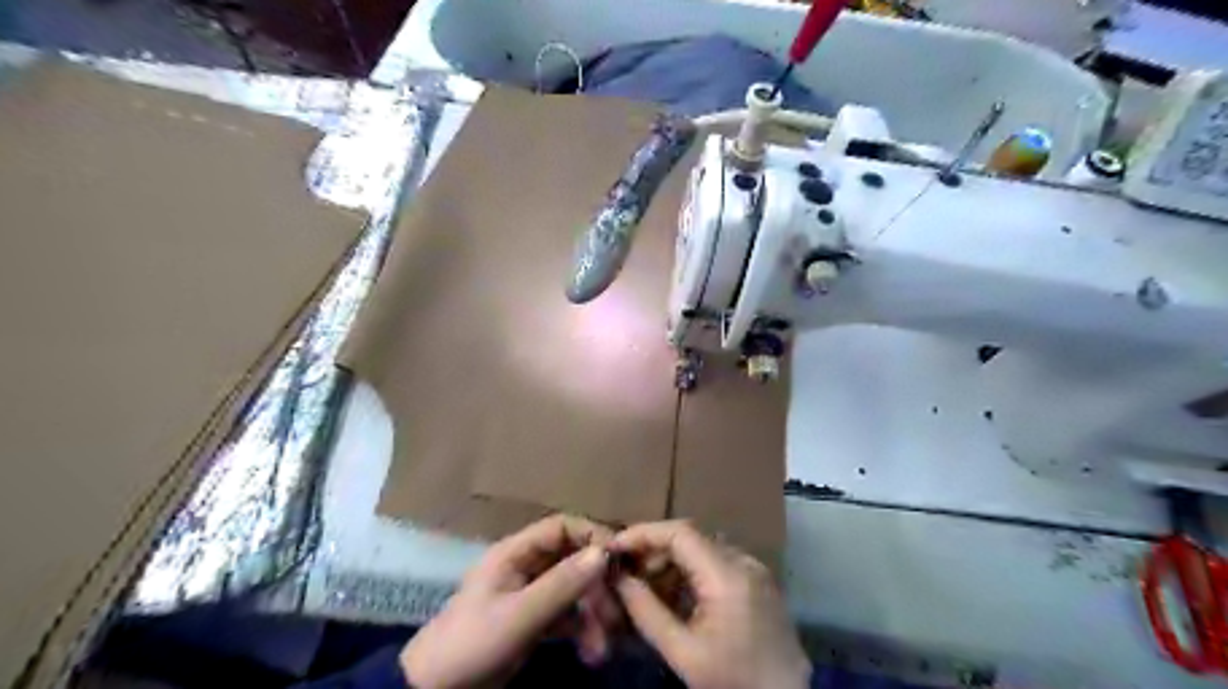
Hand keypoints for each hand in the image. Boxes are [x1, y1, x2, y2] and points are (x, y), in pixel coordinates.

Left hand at [402, 515, 620, 686]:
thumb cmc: (472, 643)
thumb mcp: (518, 615)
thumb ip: (561, 585)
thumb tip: (604, 552)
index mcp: (515, 553)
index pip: (561, 527)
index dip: (591, 536)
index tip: (619, 558)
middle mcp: (526, 566)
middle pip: (572, 560)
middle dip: (596, 586)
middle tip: (616, 614)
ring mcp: (530, 594)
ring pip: (573, 590)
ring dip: (593, 614)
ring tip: (603, 648)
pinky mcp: (533, 620)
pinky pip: (567, 615)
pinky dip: (582, 630)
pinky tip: (592, 652)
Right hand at [611, 523, 808, 688]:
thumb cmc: (733, 681)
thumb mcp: (683, 653)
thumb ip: (647, 612)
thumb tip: (619, 579)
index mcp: (728, 576)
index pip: (680, 533)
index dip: (644, 533)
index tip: (614, 546)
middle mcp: (744, 561)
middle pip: (691, 538)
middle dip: (654, 550)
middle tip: (627, 573)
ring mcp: (754, 568)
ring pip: (702, 549)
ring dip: (672, 562)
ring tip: (647, 588)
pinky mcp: (758, 580)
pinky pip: (717, 562)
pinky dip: (691, 572)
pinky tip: (676, 596)